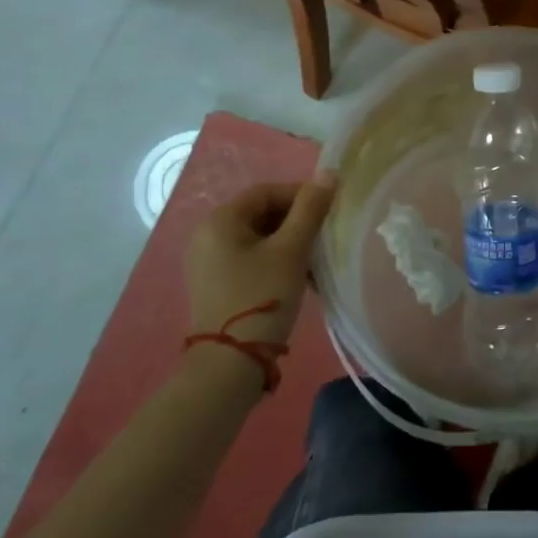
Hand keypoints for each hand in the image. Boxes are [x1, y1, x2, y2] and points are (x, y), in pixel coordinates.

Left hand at [183, 175, 335, 349]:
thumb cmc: (262, 297)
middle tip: (324, 235)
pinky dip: (276, 260)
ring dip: (289, 243)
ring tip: (316, 260)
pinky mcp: (216, 284)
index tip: (329, 210)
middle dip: (296, 221)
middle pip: (261, 213)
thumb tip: (329, 172)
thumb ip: (310, 209)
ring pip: (259, 238)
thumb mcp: (291, 250)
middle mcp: (207, 235)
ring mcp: (209, 262)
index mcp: (220, 220)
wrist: (230, 365)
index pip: (266, 191)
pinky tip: (299, 278)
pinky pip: (250, 258)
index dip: (300, 195)